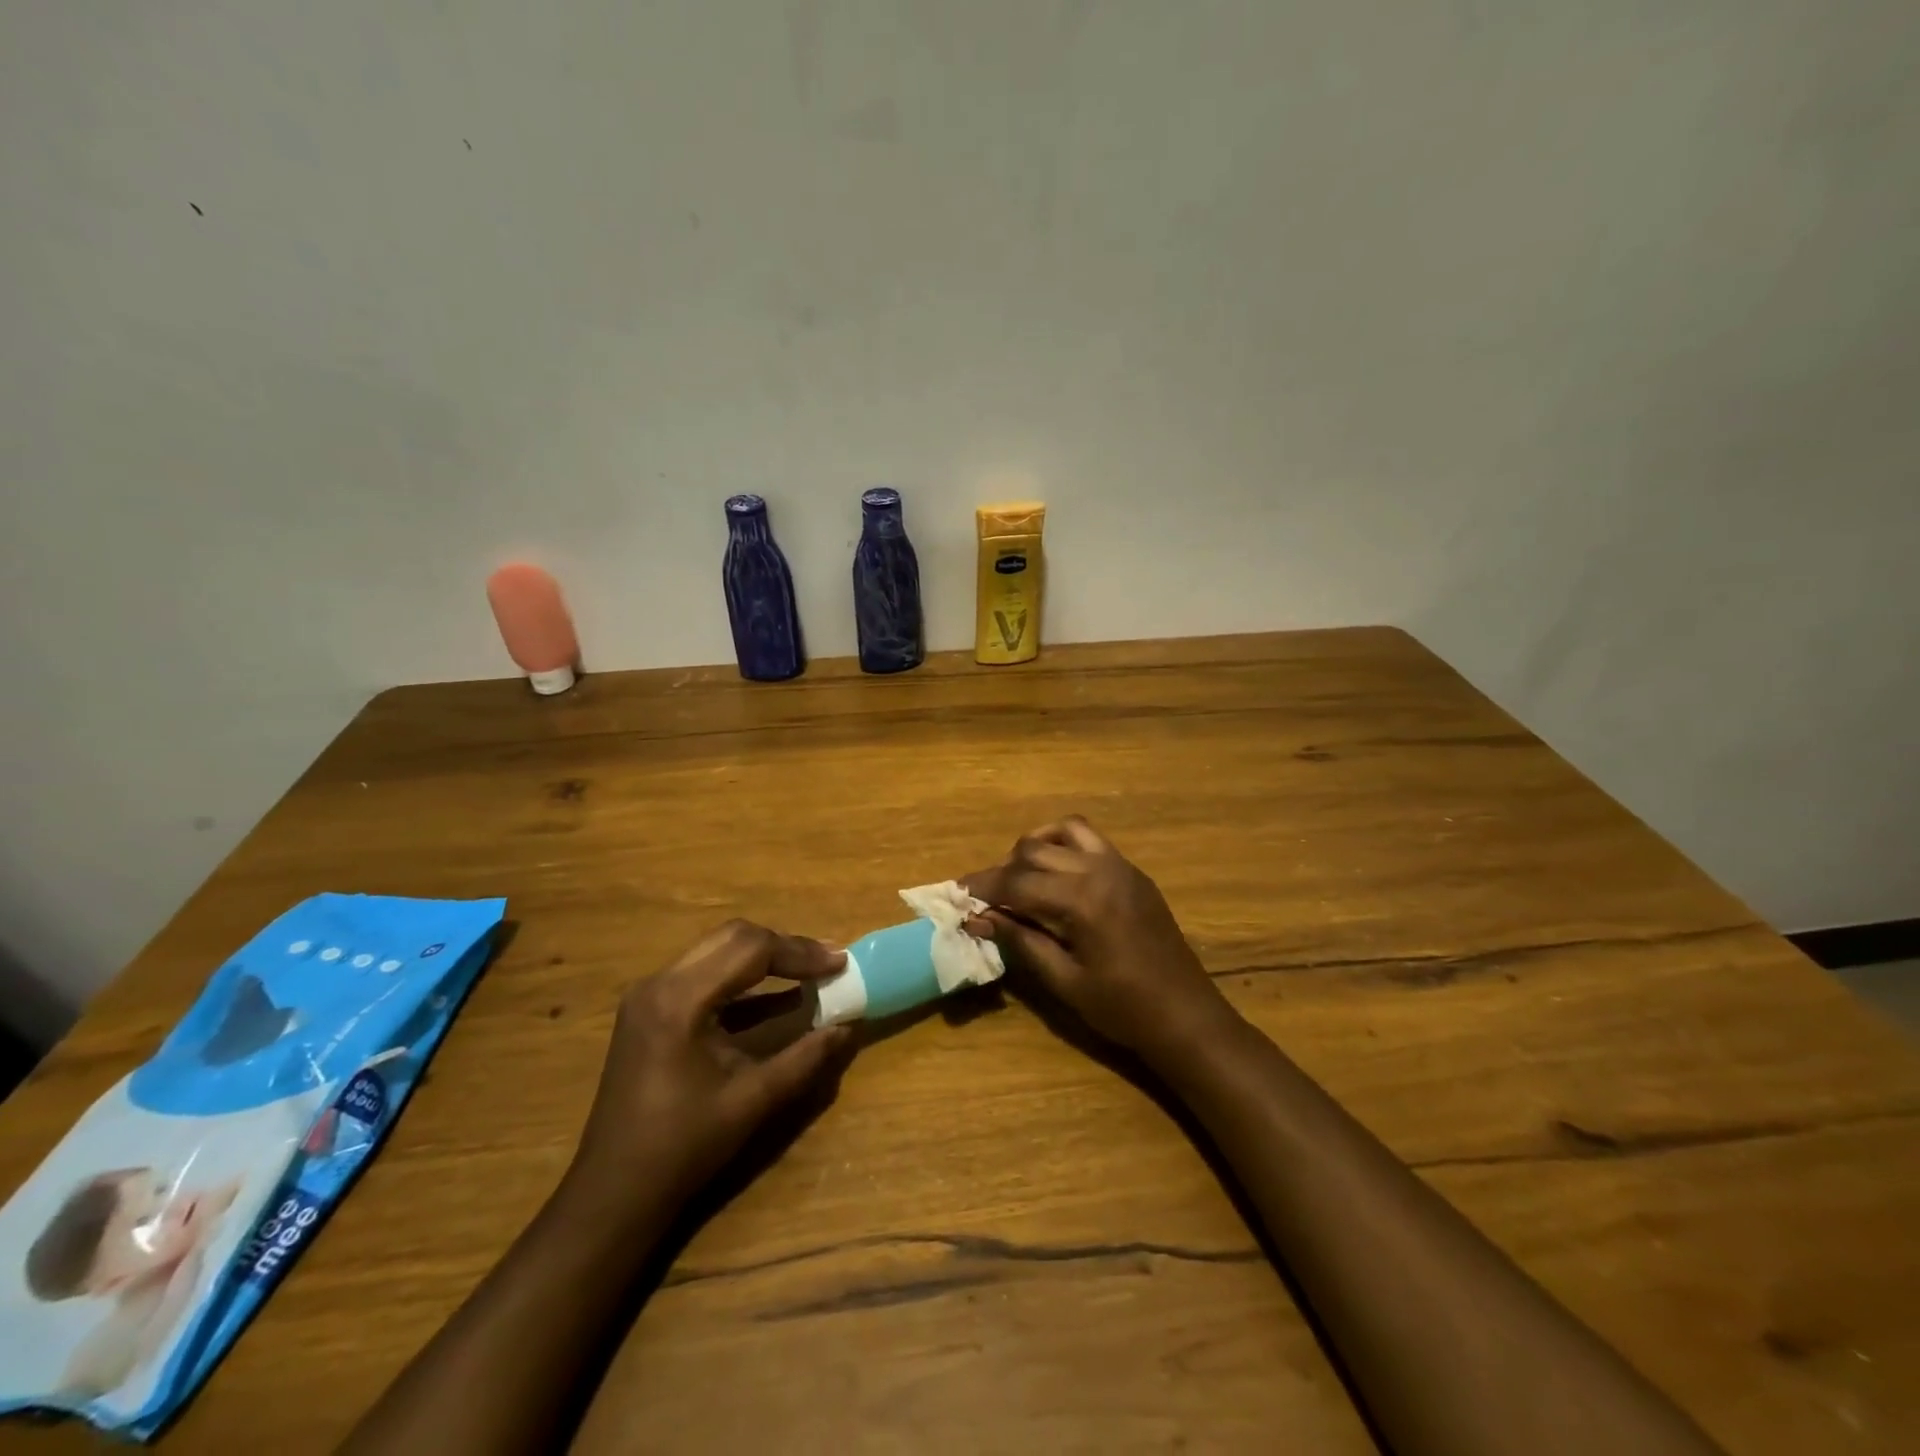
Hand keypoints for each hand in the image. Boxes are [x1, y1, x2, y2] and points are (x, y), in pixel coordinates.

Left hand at [567, 921, 853, 1218]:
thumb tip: (849, 1027)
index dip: (801, 953)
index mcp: (680, 1000)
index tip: (841, 963)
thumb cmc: (683, 1148)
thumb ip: (805, 1058)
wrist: (613, 1193)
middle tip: (828, 962)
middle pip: (734, 937)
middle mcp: (660, 983)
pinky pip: (705, 974)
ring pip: (719, 949)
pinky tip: (780, 996)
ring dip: (766, 958)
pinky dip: (744, 979)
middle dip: (786, 947)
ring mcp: (651, 994)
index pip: (751, 949)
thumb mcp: (753, 1100)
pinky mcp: (651, 1009)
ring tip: (812, 971)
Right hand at [965, 817, 1234, 1062]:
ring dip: (1034, 848)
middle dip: (1003, 870)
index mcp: (1082, 900)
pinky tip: (1054, 875)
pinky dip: (1063, 846)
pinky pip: (1090, 840)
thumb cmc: (1122, 1009)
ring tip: (1018, 878)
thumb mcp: (1064, 981)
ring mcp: (1120, 866)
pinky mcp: (1132, 872)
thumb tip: (979, 917)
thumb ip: (1021, 941)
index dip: (983, 887)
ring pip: (1063, 832)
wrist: (1186, 1015)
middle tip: (984, 897)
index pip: (1017, 882)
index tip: (957, 895)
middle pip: (1034, 850)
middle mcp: (1100, 870)